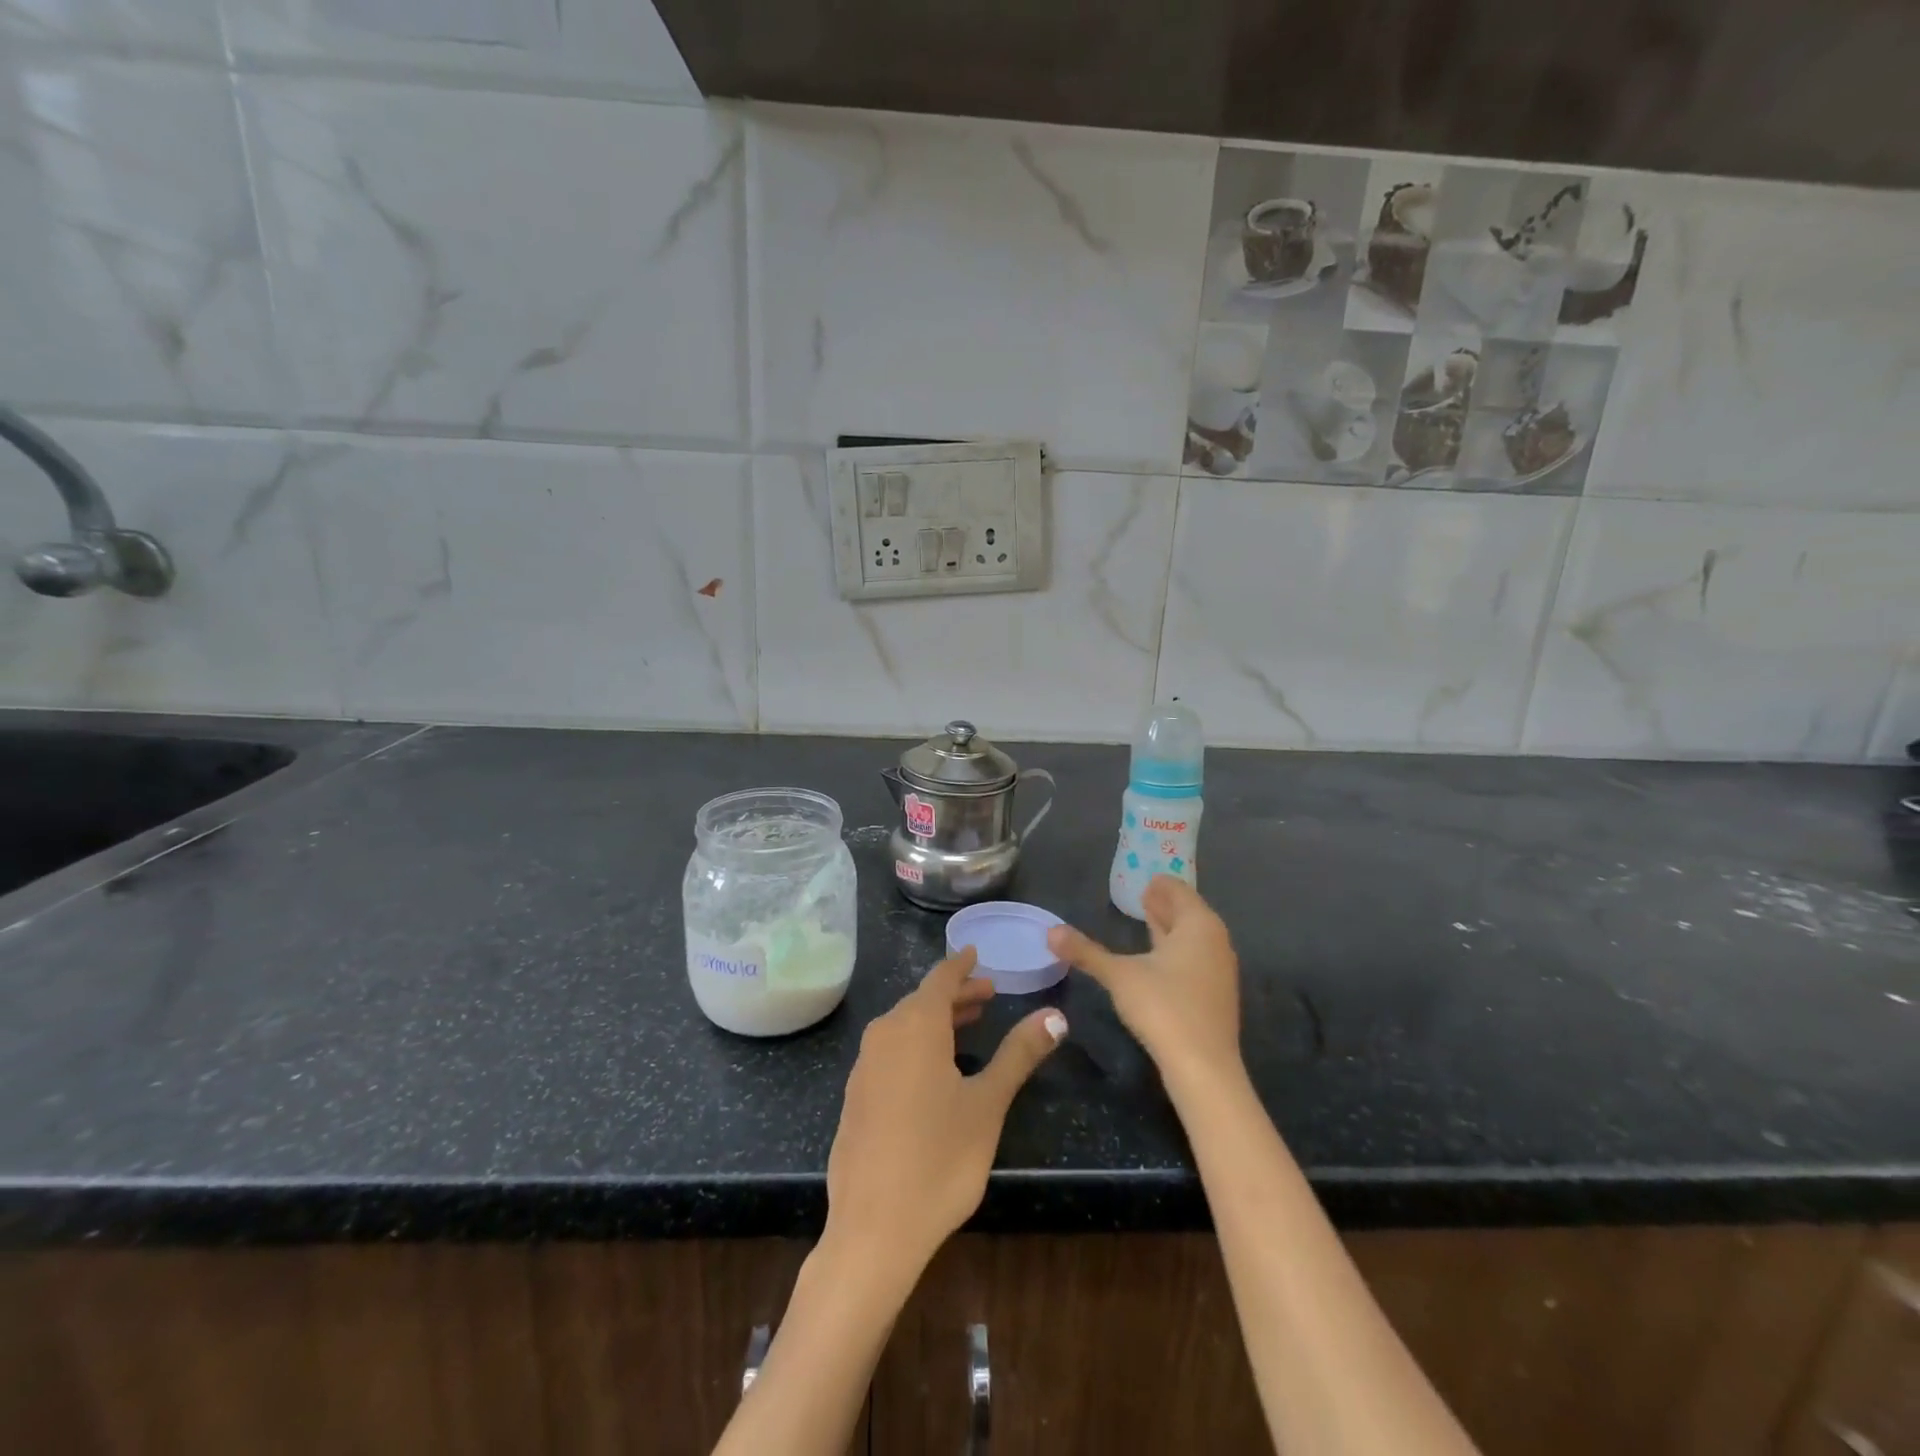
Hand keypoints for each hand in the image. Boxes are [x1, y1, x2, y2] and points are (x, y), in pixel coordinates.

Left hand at [825, 947, 1066, 1270]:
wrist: (873, 1229)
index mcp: (915, 1026)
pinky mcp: (856, 1096)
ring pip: (904, 1026)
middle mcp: (884, 1035)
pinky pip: (889, 1051)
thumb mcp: (988, 1103)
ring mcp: (864, 1067)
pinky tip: (933, 1069)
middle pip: (922, 1000)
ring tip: (967, 1025)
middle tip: (988, 995)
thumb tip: (1055, 1015)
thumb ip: (1019, 1054)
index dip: (961, 965)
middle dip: (955, 995)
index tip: (975, 953)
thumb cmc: (940, 1159)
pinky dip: (915, 1044)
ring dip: (936, 1020)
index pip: (940, 978)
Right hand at [1048, 875, 1240, 1087]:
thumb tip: (1051, 931)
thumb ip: (1086, 952)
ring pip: (1193, 938)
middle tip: (1142, 894)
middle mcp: (1215, 941)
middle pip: (1189, 913)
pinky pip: (1196, 958)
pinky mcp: (1216, 996)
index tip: (1146, 877)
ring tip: (1148, 921)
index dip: (1161, 884)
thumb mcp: (1119, 975)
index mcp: (1198, 925)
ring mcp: (1219, 970)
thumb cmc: (1164, 1007)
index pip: (1179, 891)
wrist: (1204, 1068)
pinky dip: (1177, 949)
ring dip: (1171, 928)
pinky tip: (1159, 960)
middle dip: (1165, 904)